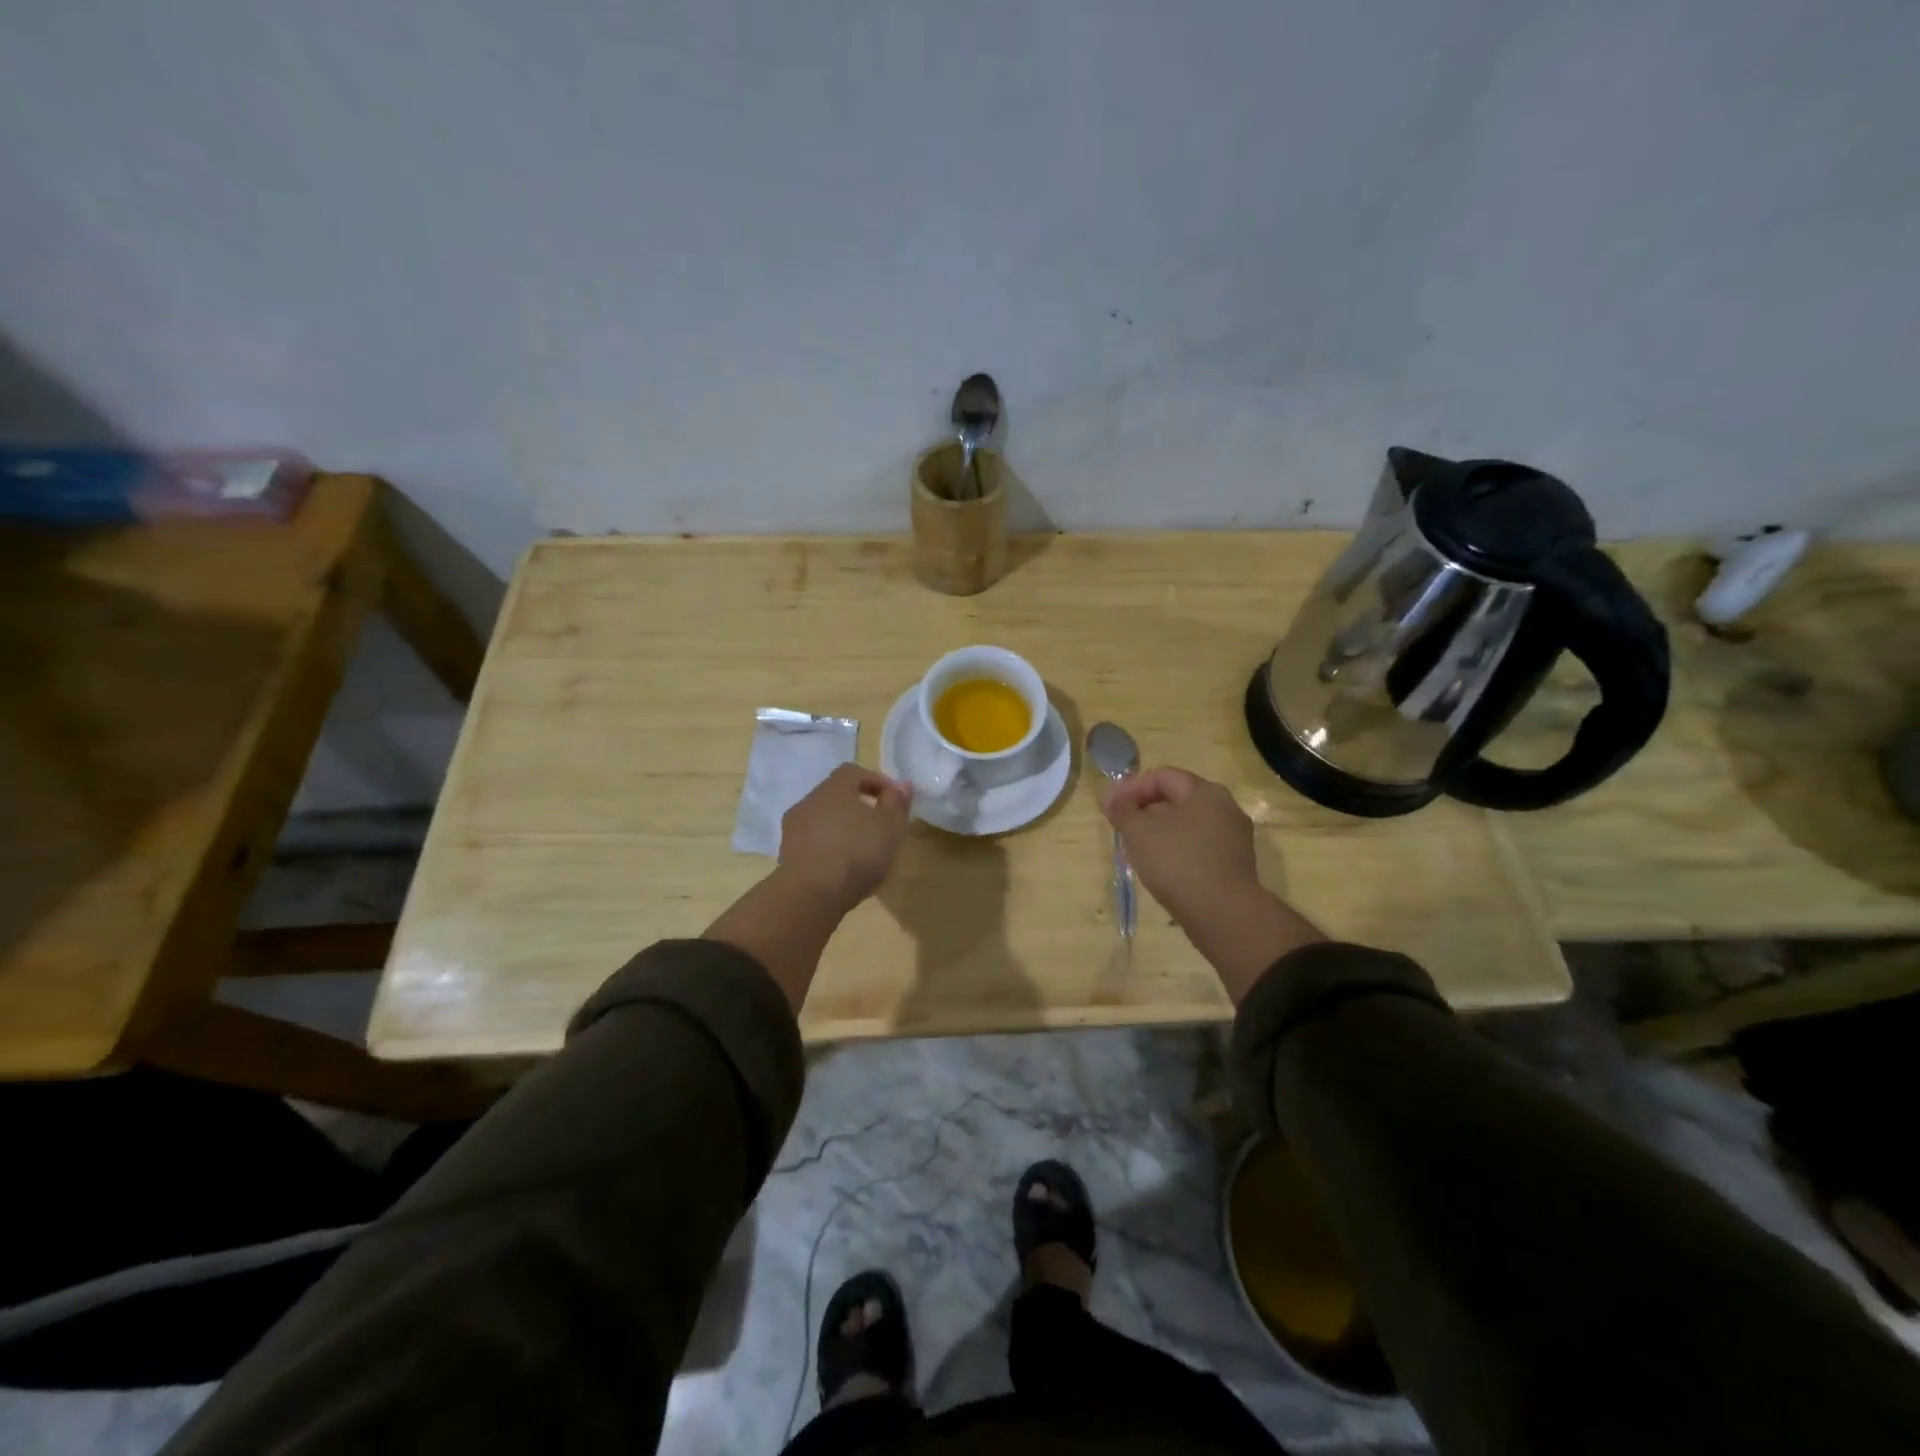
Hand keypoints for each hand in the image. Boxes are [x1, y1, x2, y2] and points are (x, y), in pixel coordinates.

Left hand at [777, 764, 912, 914]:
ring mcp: (793, 828)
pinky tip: (841, 868)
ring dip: (841, 829)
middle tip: (878, 826)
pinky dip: (828, 848)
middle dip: (858, 806)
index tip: (893, 800)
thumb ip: (897, 803)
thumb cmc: (857, 852)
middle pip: (836, 795)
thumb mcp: (890, 826)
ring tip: (861, 851)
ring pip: (822, 820)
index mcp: (834, 788)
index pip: (854, 772)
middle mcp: (809, 801)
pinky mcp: (786, 854)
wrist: (811, 894)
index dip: (875, 781)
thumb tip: (902, 785)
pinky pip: (812, 843)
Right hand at [1102, 766, 1323, 1001]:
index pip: (1162, 776)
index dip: (1131, 788)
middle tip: (1122, 829)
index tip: (1111, 810)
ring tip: (1138, 851)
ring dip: (1159, 831)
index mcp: (1204, 791)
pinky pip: (1199, 845)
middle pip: (1176, 798)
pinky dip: (1177, 849)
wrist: (1224, 914)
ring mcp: (1233, 836)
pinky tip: (1162, 869)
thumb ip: (1122, 809)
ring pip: (1188, 824)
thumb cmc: (1177, 863)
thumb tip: (1113, 798)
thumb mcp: (1138, 832)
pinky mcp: (1235, 863)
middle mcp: (1225, 807)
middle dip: (1144, 810)